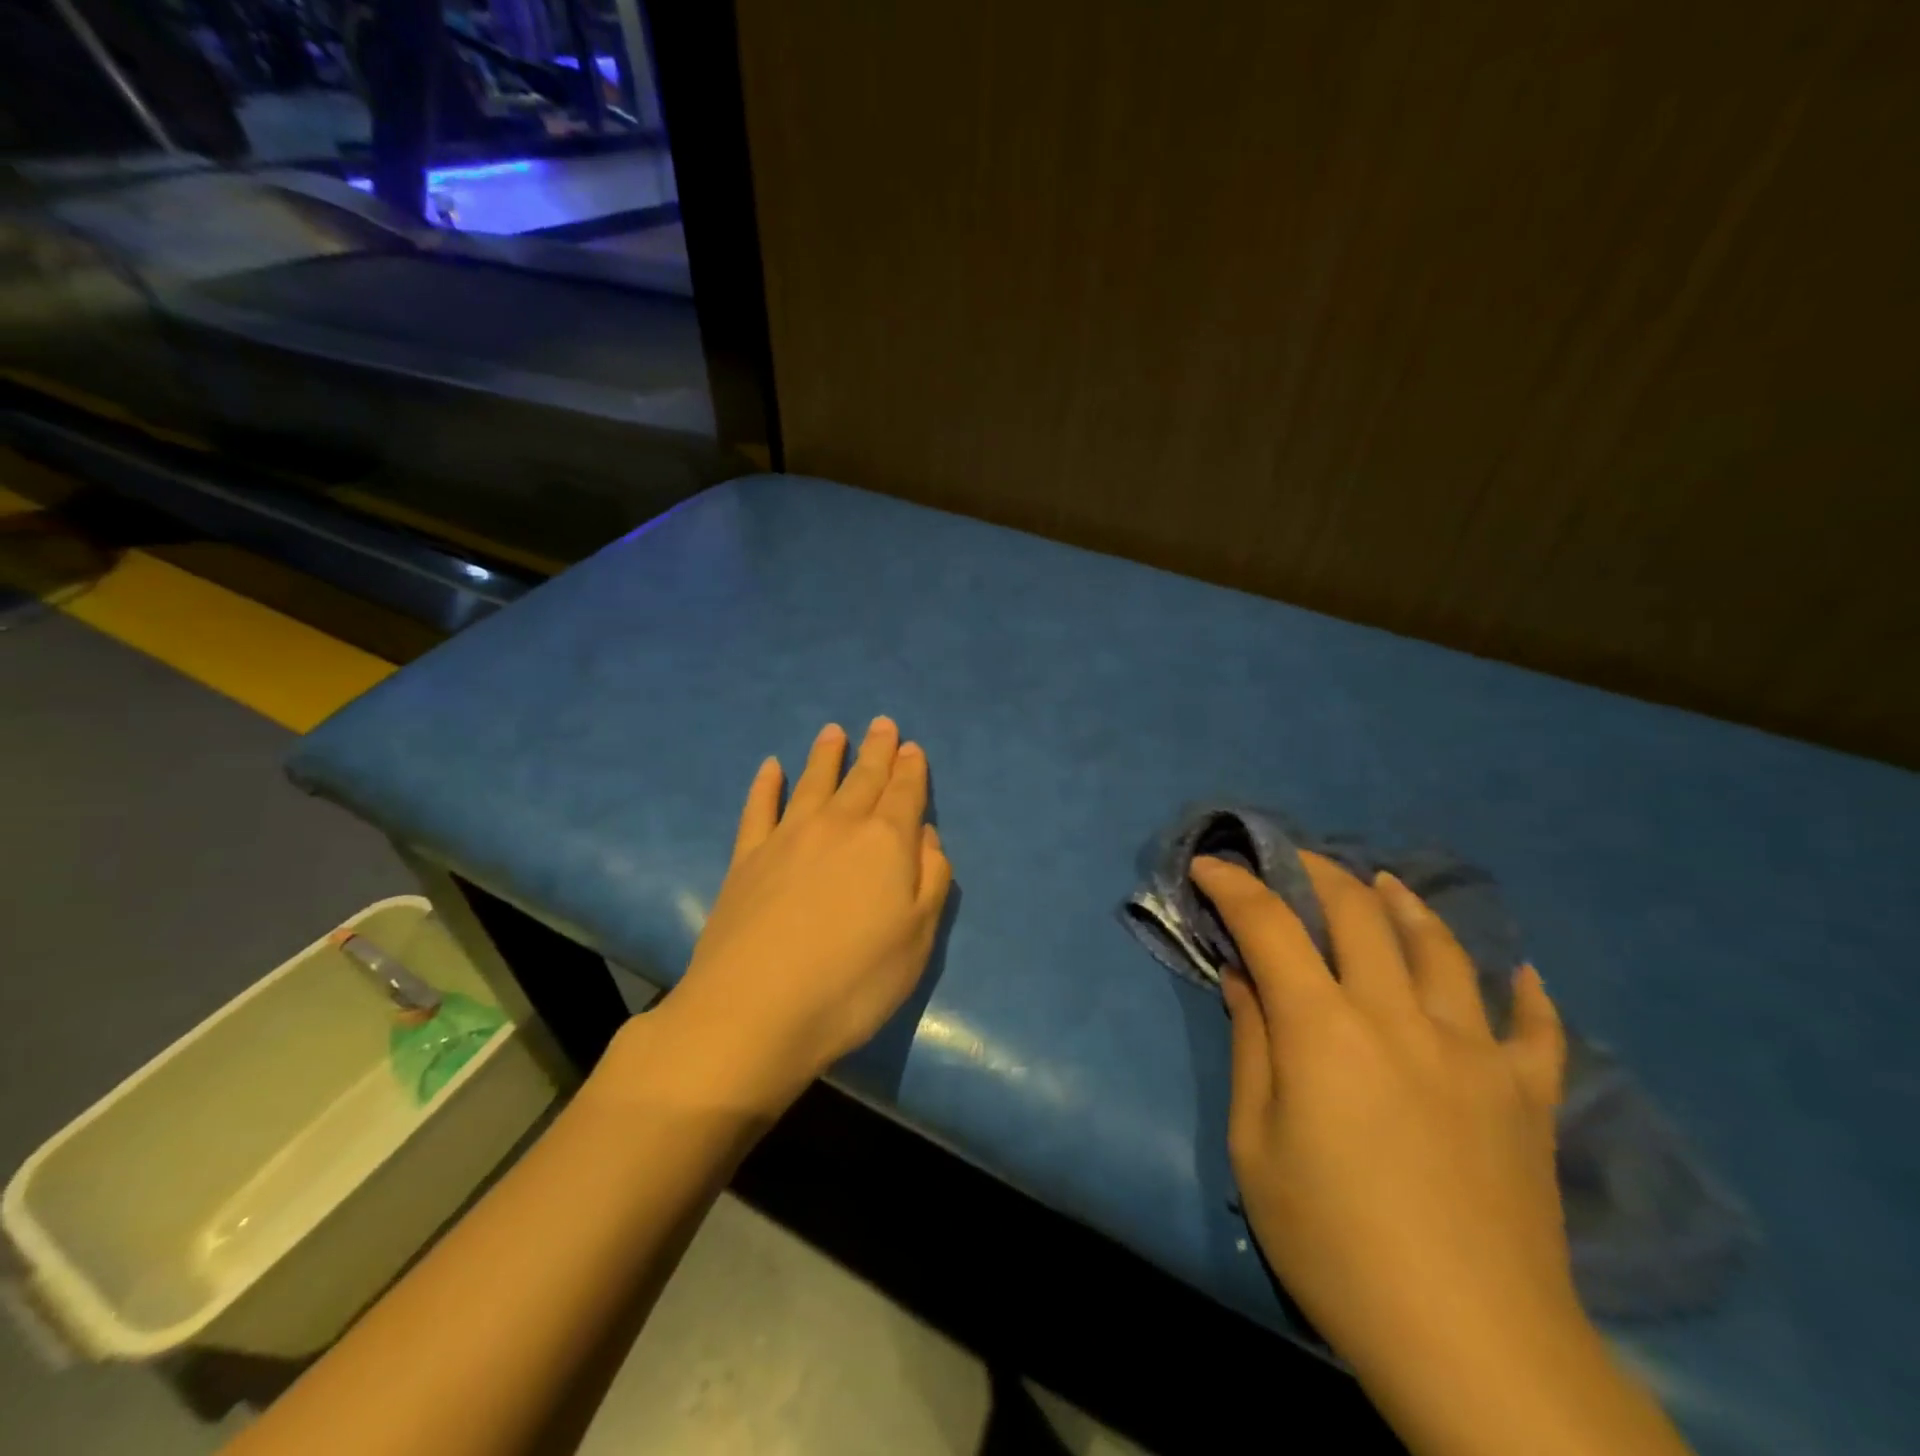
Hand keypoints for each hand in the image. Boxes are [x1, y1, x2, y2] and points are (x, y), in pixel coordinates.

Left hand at [638, 718, 951, 1112]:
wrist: (754, 1011)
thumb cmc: (852, 982)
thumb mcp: (917, 939)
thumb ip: (930, 881)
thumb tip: (926, 836)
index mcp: (885, 842)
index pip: (904, 794)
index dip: (911, 769)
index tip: (911, 746)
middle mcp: (838, 826)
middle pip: (862, 779)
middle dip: (876, 750)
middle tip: (881, 724)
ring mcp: (787, 838)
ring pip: (812, 782)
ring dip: (826, 756)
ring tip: (833, 731)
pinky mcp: (746, 859)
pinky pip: (758, 809)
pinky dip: (765, 785)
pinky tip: (770, 768)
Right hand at [1194, 854, 1692, 1455]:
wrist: (1471, 1344)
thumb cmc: (1335, 1243)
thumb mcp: (1256, 1147)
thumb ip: (1252, 1048)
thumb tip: (1244, 980)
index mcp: (1324, 1029)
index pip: (1270, 926)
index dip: (1235, 885)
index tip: (1209, 864)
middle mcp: (1400, 1017)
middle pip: (1359, 914)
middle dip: (1317, 874)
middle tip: (1292, 861)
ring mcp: (1474, 1051)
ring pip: (1442, 949)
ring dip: (1406, 905)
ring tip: (1386, 883)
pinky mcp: (1527, 1095)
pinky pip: (1536, 1029)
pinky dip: (1527, 994)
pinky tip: (1524, 975)